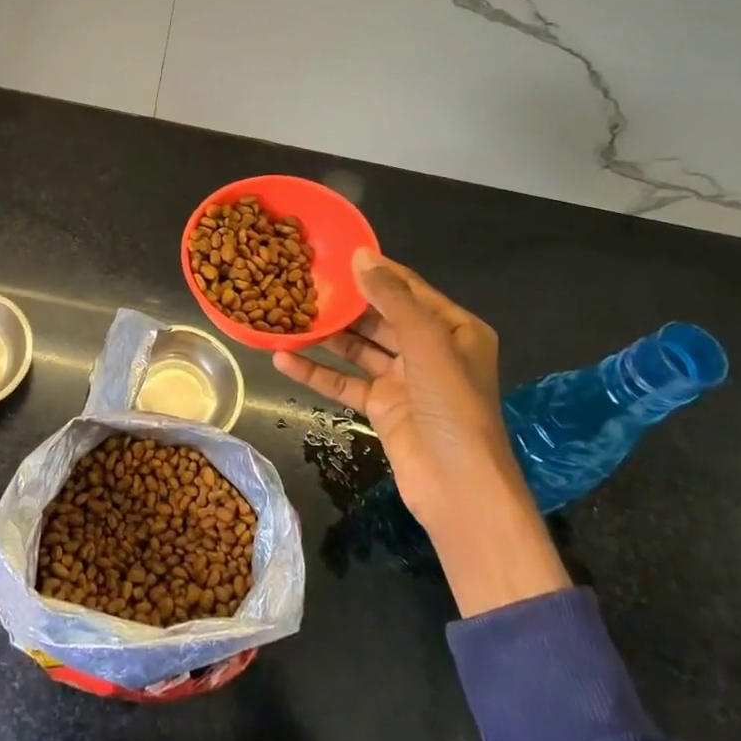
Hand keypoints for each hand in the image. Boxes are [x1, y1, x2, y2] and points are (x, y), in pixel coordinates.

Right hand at [273, 249, 567, 615]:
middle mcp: (430, 349)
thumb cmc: (451, 406)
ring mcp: (403, 380)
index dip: (375, 271)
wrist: (458, 487)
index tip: (335, 253)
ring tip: (286, 313)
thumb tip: (360, 255)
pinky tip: (282, 359)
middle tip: (302, 282)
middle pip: (380, 316)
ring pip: (358, 348)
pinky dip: (316, 372)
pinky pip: (344, 382)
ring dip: (326, 336)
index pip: (409, 289)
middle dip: (345, 303)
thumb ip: (392, 298)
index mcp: (454, 329)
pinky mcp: (381, 407)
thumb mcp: (426, 343)